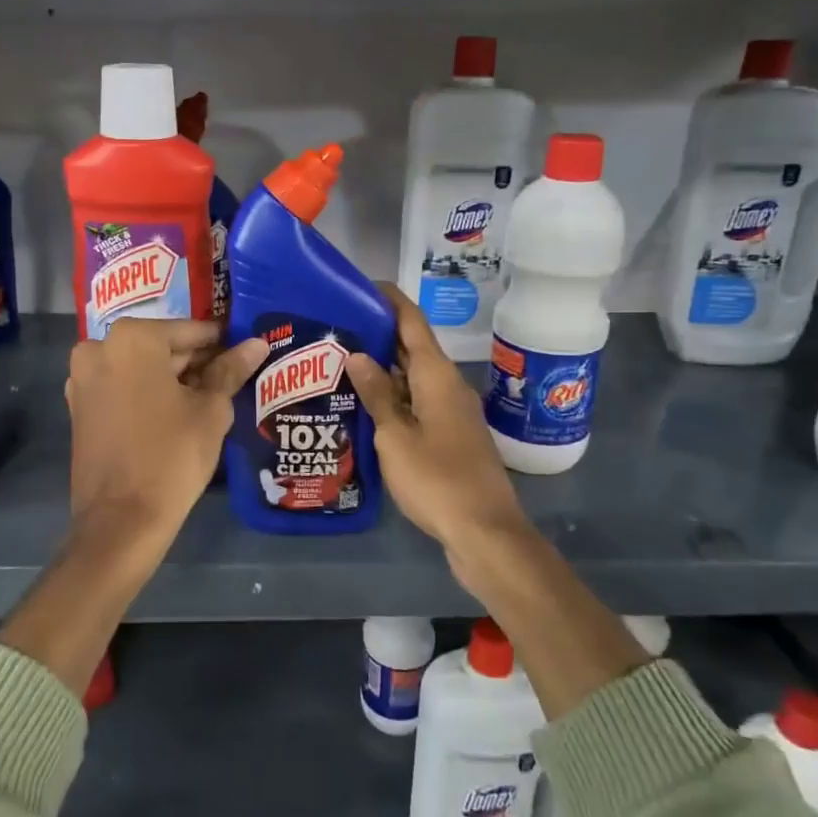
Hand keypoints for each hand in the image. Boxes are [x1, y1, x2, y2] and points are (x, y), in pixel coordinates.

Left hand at [66, 318, 267, 551]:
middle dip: (196, 363)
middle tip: (232, 380)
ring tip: (211, 401)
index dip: (222, 344)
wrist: (121, 520)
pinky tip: (177, 415)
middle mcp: (99, 348)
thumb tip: (257, 344)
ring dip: (173, 380)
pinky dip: (148, 394)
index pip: (191, 332)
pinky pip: (122, 388)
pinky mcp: (79, 407)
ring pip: (141, 368)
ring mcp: (83, 379)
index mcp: (132, 339)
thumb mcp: (210, 410)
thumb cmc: (172, 455)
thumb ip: (231, 370)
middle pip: (162, 347)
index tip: (245, 354)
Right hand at [344, 285, 533, 596]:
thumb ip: (377, 394)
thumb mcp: (396, 436)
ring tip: (339, 362)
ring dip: (382, 367)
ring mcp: (450, 411)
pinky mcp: (449, 435)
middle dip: (377, 333)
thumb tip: (358, 354)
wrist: (483, 531)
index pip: (411, 321)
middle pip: (411, 347)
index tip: (357, 285)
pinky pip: (416, 402)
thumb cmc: (437, 478)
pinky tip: (364, 405)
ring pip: (412, 377)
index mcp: (436, 375)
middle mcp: (447, 385)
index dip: (387, 299)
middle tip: (334, 327)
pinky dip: (392, 396)